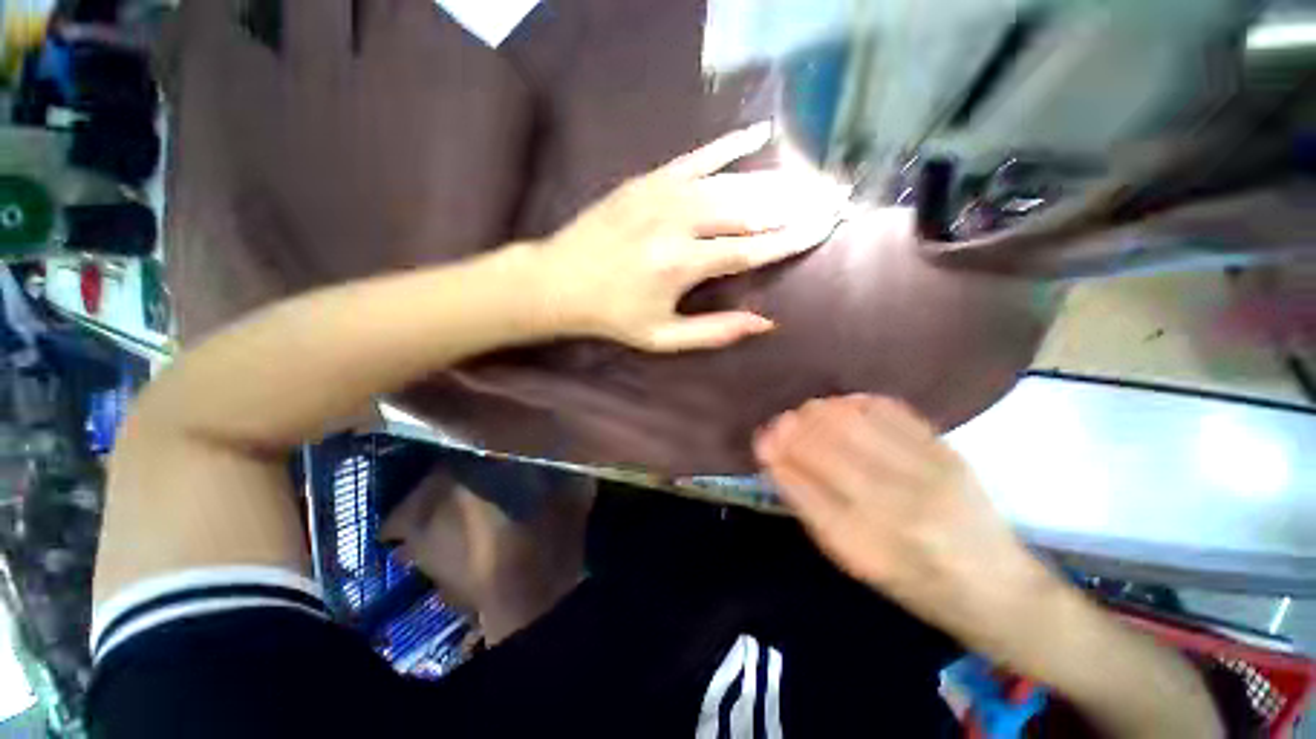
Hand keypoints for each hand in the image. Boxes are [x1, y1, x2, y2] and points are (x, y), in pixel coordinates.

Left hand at [539, 124, 846, 351]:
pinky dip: (730, 146)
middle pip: (747, 210)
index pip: (750, 250)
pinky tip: (760, 135)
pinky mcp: (647, 180)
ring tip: (808, 181)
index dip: (789, 240)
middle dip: (793, 205)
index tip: (823, 229)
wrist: (559, 280)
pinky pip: (697, 157)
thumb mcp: (661, 338)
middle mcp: (676, 223)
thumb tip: (765, 322)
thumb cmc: (612, 316)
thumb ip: (714, 332)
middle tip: (830, 199)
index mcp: (680, 265)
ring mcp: (661, 195)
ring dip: (773, 182)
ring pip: (730, 183)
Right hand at [754, 395, 1059, 648]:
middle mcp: (894, 508)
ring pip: (853, 420)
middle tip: (782, 422)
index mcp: (864, 546)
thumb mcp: (853, 561)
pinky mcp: (948, 451)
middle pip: (825, 445)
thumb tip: (779, 459)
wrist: (998, 589)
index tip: (762, 438)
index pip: (801, 485)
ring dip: (821, 411)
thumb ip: (812, 508)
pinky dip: (856, 402)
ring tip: (809, 412)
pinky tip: (843, 405)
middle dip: (793, 426)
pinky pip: (890, 410)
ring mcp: (926, 474)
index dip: (775, 454)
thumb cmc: (914, 584)